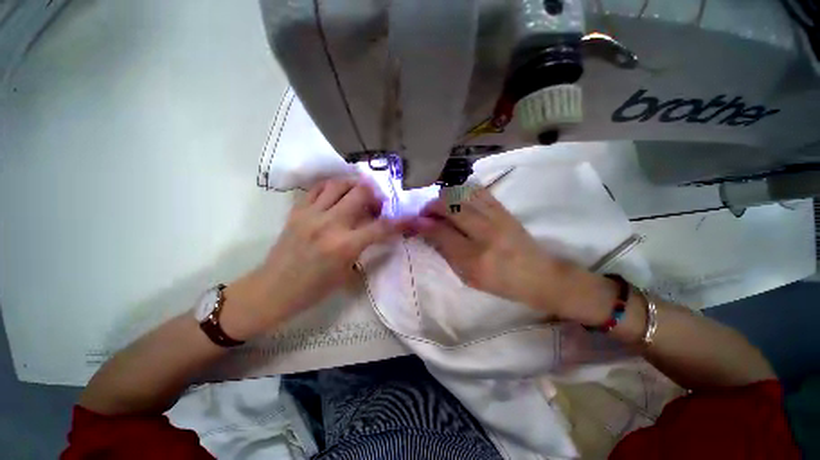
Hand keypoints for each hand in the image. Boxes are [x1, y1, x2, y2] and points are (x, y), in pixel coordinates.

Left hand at [222, 178, 407, 338]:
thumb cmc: (315, 288)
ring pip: (339, 184)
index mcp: (344, 246)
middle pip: (360, 193)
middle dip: (376, 194)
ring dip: (354, 185)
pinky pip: (317, 188)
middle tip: (378, 202)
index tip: (409, 216)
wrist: (274, 289)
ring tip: (359, 194)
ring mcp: (310, 214)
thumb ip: (365, 248)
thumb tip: (380, 232)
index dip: (400, 221)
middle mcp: (329, 224)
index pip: (381, 227)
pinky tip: (337, 194)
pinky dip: (332, 187)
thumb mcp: (348, 272)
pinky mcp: (297, 211)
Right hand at [416, 189, 613, 322]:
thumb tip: (426, 231)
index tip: (412, 221)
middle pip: (449, 206)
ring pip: (462, 194)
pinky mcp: (503, 208)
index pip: (440, 232)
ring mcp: (496, 217)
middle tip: (424, 213)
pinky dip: (461, 191)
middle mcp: (485, 233)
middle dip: (430, 206)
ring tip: (439, 206)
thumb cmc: (500, 282)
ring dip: (444, 197)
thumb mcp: (468, 277)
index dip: (421, 224)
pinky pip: (477, 190)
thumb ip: (445, 252)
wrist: (539, 275)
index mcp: (474, 258)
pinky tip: (456, 198)